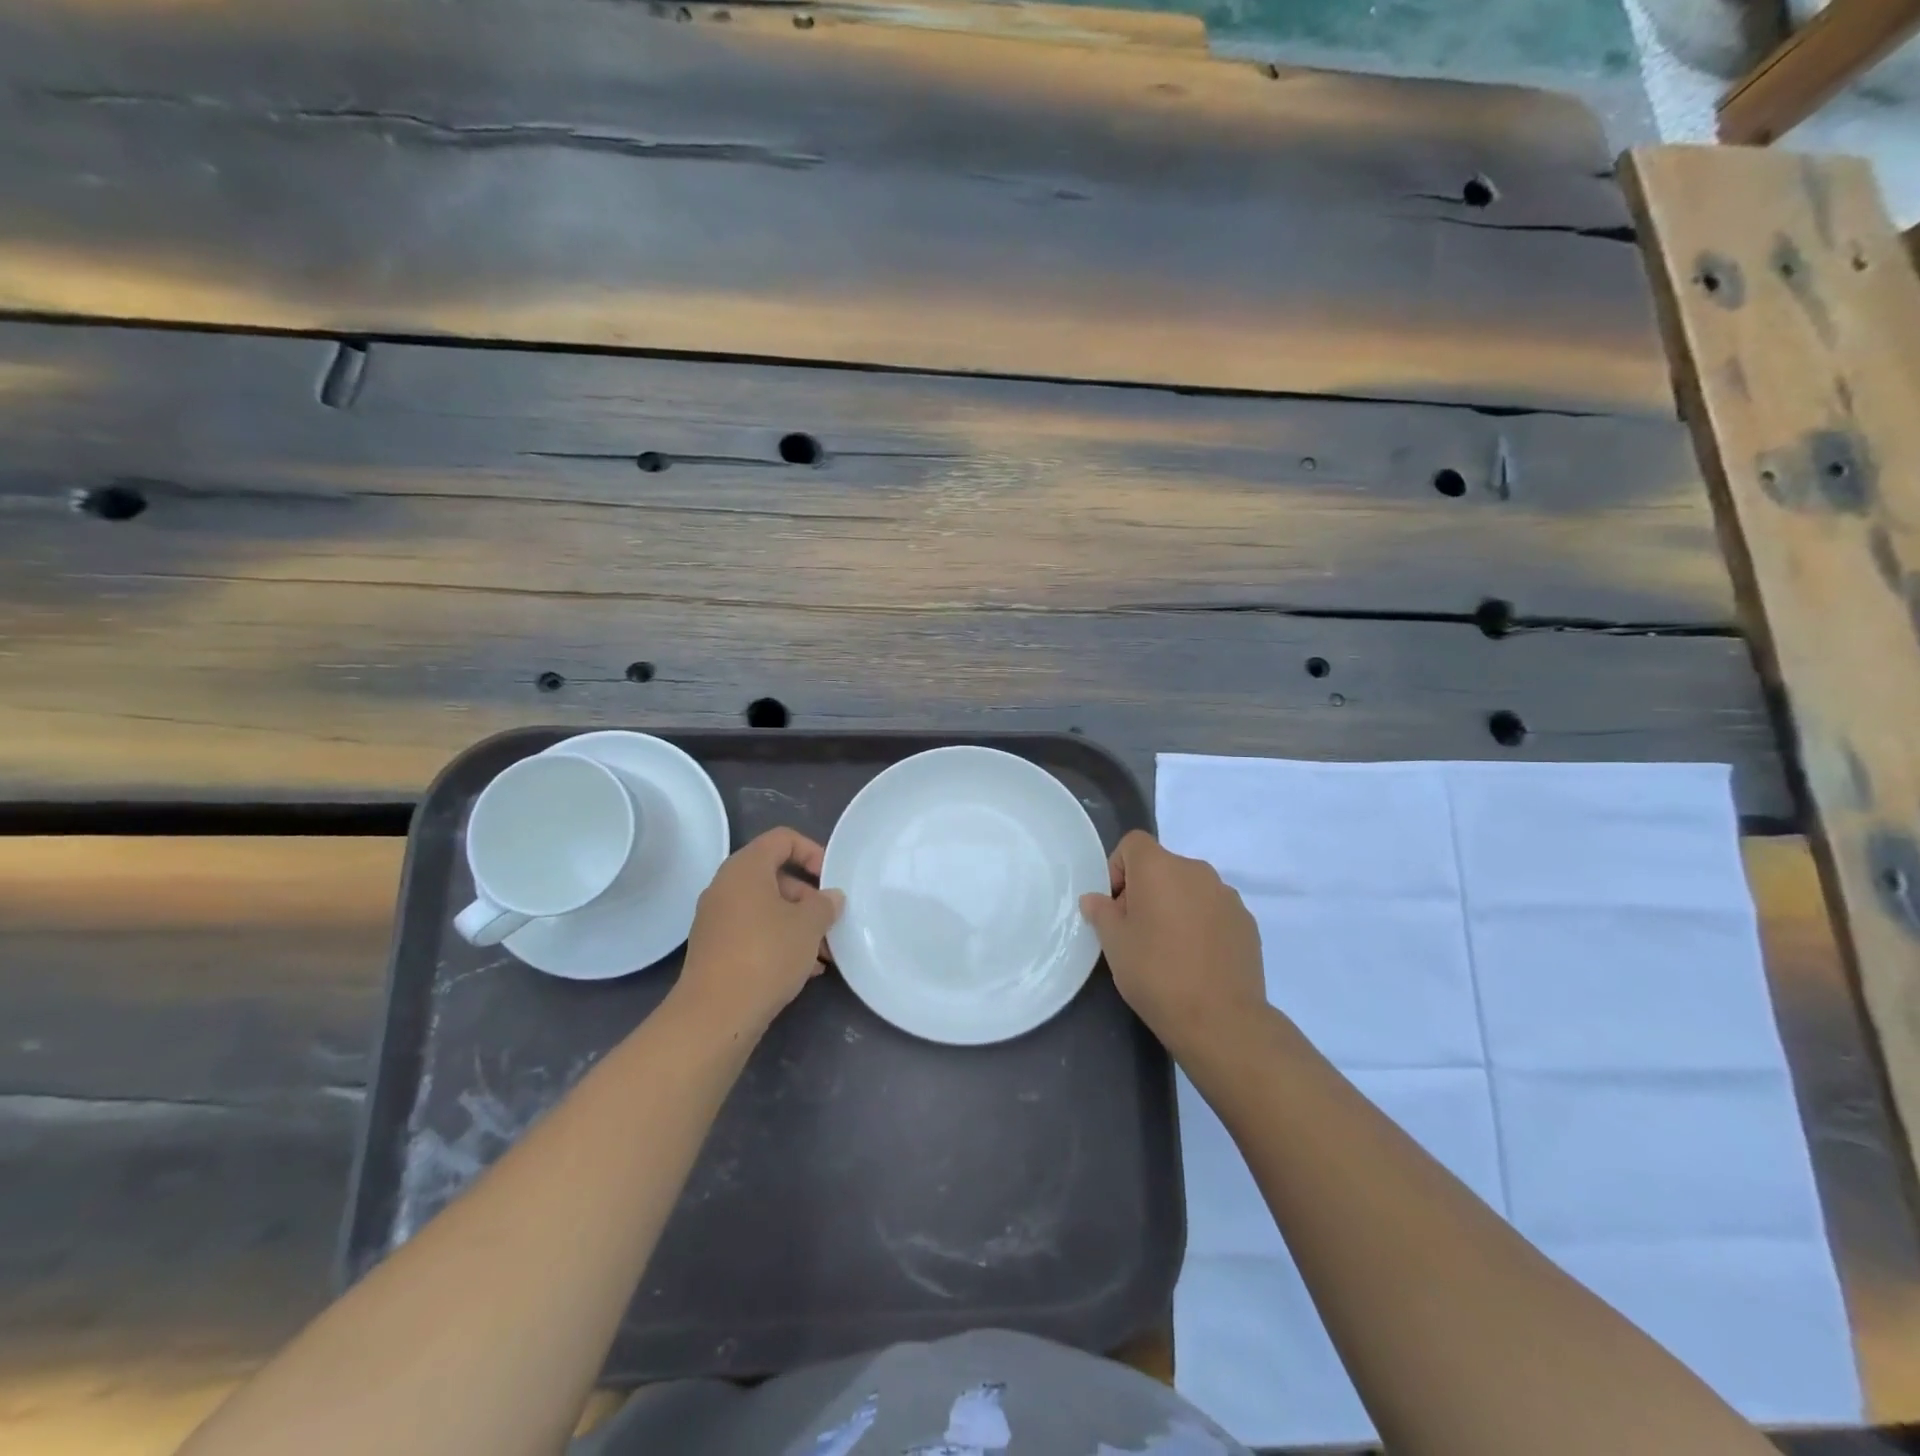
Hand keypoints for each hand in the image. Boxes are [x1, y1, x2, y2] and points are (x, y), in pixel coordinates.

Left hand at [678, 828, 843, 1035]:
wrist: (715, 1014)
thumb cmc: (766, 954)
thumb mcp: (809, 925)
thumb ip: (825, 904)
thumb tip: (830, 897)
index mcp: (745, 868)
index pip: (782, 839)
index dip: (812, 852)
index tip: (831, 879)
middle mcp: (725, 887)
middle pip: (775, 875)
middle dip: (808, 897)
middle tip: (831, 922)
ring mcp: (716, 919)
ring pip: (766, 909)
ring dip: (797, 924)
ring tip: (824, 954)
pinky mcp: (715, 949)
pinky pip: (754, 932)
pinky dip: (779, 941)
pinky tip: (804, 970)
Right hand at [1079, 830, 1264, 1055]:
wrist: (1220, 1019)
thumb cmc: (1156, 973)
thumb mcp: (1114, 943)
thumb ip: (1101, 912)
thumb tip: (1096, 899)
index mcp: (1160, 867)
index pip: (1133, 843)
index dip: (1118, 868)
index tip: (1116, 907)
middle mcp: (1196, 871)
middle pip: (1162, 866)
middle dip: (1146, 890)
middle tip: (1137, 932)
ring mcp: (1227, 896)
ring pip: (1190, 889)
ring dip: (1175, 906)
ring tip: (1170, 949)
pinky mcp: (1247, 922)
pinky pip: (1214, 910)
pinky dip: (1201, 924)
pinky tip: (1197, 960)